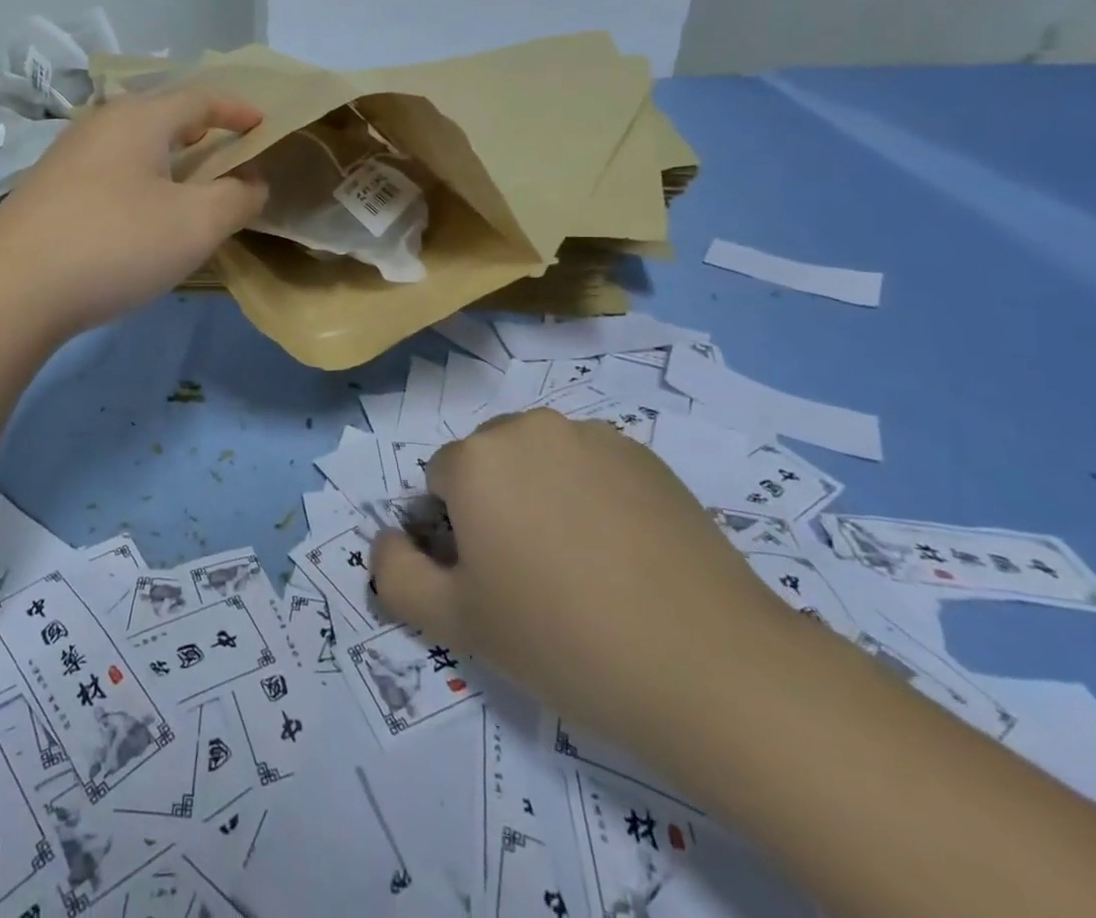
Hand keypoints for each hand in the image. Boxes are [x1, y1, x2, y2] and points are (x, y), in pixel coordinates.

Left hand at [0, 89, 267, 337]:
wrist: (11, 288)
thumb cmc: (116, 242)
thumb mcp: (196, 224)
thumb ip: (237, 198)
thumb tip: (254, 181)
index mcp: (139, 118)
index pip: (200, 98)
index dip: (237, 109)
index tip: (263, 122)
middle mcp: (100, 125)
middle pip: (161, 114)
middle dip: (200, 128)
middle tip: (228, 147)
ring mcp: (68, 156)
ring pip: (132, 143)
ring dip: (167, 156)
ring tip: (188, 180)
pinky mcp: (48, 190)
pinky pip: (110, 170)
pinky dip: (140, 179)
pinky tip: (140, 211)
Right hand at [370, 410, 788, 746]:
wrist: (709, 667)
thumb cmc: (562, 640)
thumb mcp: (456, 624)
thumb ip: (394, 575)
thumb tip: (385, 539)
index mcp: (476, 459)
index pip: (439, 483)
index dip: (455, 534)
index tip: (491, 581)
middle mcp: (529, 428)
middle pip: (489, 463)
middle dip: (496, 506)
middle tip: (534, 577)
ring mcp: (593, 436)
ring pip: (541, 461)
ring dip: (543, 497)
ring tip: (585, 568)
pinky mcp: (645, 455)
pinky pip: (592, 466)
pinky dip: (593, 497)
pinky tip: (627, 556)